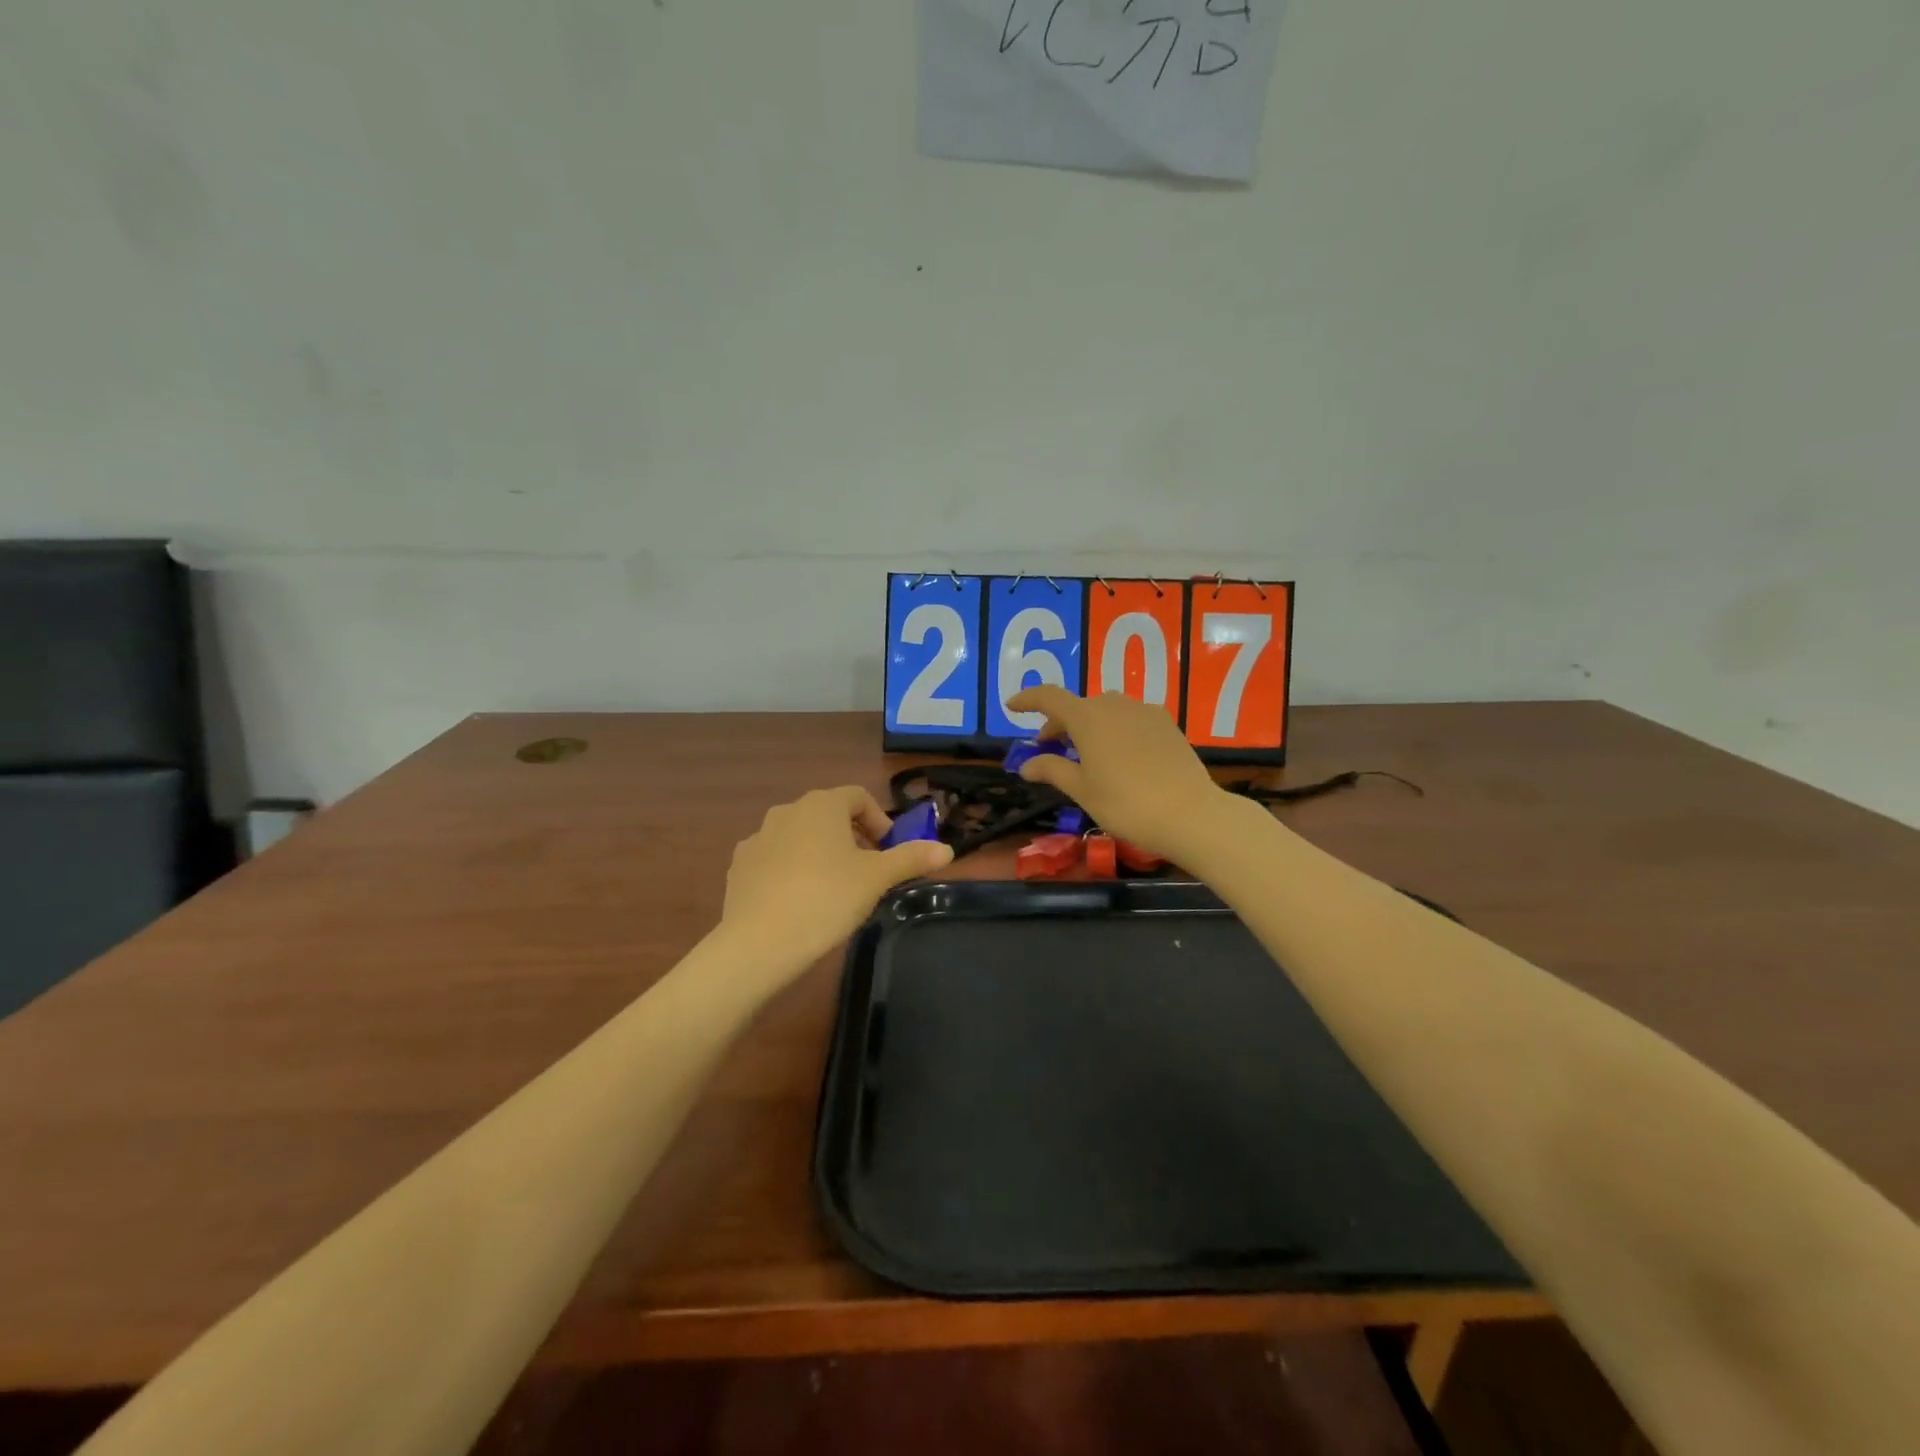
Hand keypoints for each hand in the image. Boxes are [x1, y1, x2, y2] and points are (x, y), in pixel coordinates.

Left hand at [721, 786, 952, 974]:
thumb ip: (911, 858)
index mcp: (822, 805)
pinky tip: (799, 901)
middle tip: (868, 871)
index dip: (880, 820)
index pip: (858, 797)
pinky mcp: (740, 866)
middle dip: (852, 837)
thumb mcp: (877, 879)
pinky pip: (775, 858)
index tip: (889, 851)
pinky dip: (791, 869)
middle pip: (828, 814)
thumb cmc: (827, 899)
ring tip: (834, 888)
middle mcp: (787, 810)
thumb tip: (947, 849)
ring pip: (800, 836)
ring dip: (821, 852)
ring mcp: (758, 837)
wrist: (759, 943)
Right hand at [1006, 686, 1229, 860]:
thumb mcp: (1082, 790)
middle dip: (1059, 723)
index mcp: (1087, 718)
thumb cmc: (1126, 804)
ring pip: (1106, 710)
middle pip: (1078, 705)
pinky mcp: (1166, 723)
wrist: (1189, 814)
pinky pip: (1130, 718)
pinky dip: (1114, 729)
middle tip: (1049, 748)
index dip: (1028, 699)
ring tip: (1085, 753)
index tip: (1012, 706)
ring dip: (1088, 725)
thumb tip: (1026, 765)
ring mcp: (1144, 711)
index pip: (1049, 697)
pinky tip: (1119, 755)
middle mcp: (1114, 704)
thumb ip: (1052, 770)